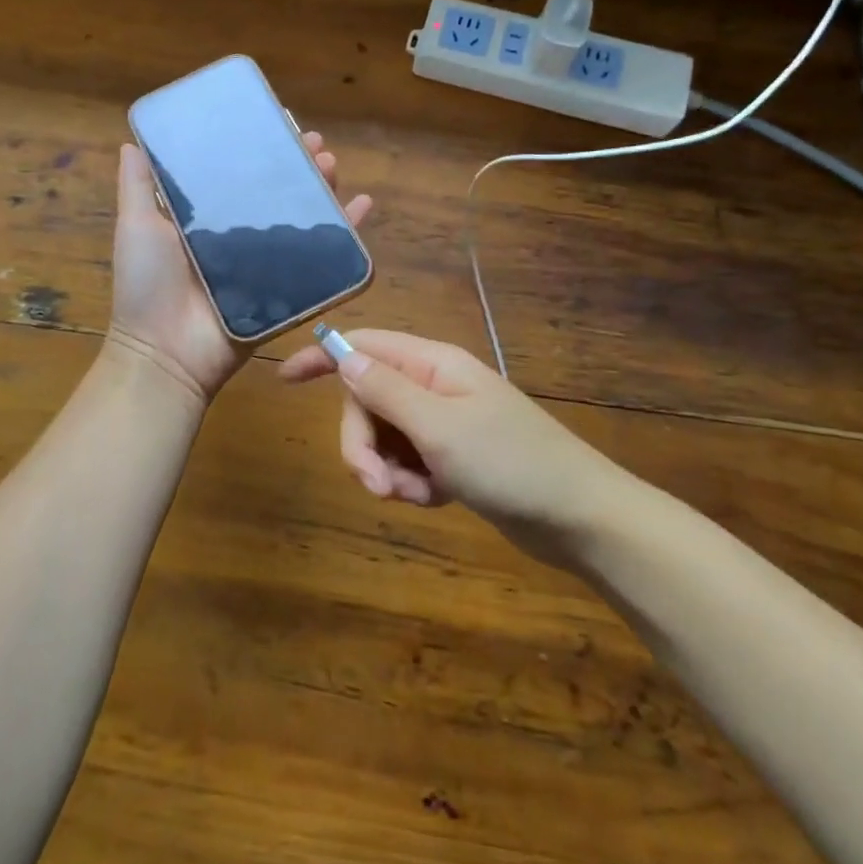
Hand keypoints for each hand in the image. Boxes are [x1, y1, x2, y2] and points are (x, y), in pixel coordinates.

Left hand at [108, 134, 371, 404]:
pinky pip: (323, 259)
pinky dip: (347, 233)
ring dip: (322, 189)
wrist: (167, 352)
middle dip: (298, 164)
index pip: (240, 174)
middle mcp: (239, 236)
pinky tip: (362, 206)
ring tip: (332, 165)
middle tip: (315, 143)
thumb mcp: (136, 227)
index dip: (260, 149)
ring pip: (302, 219)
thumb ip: (138, 187)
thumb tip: (131, 141)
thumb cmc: (148, 285)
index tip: (279, 123)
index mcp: (207, 219)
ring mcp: (266, 263)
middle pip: (277, 192)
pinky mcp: (288, 289)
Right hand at [280, 329, 610, 566]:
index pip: (363, 346)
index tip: (283, 379)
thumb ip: (385, 389)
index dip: (322, 357)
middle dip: (361, 444)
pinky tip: (435, 499)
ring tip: (418, 496)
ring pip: (383, 437)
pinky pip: (407, 462)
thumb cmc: (511, 463)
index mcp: (431, 364)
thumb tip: (342, 353)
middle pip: (366, 402)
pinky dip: (411, 483)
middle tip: (376, 486)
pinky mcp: (451, 456)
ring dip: (387, 470)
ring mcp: (442, 422)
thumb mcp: (439, 426)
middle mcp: (433, 386)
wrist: (579, 517)